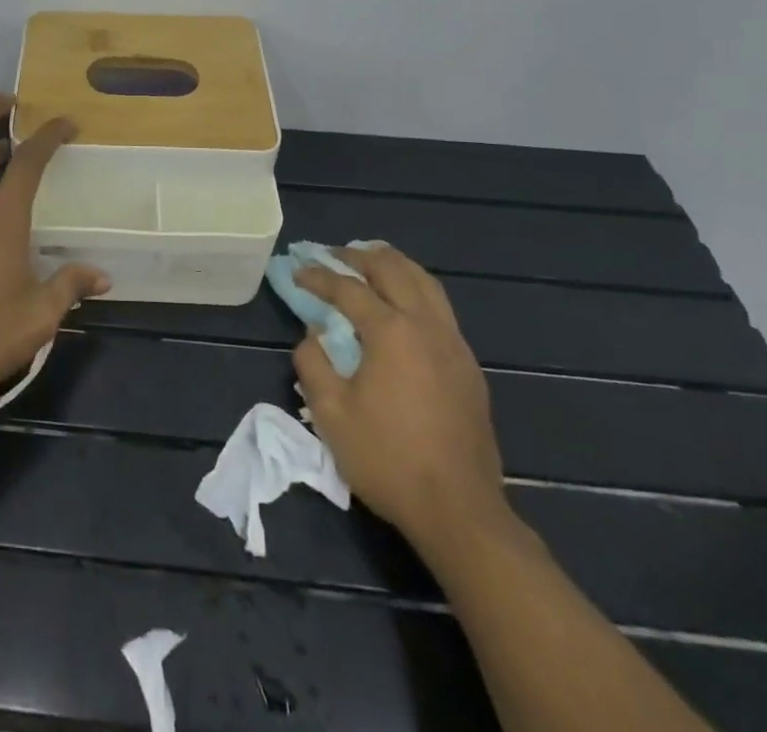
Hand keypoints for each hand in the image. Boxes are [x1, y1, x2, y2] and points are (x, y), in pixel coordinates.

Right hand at [294, 245, 508, 555]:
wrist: (459, 511)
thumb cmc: (387, 459)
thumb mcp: (331, 413)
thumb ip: (314, 363)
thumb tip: (314, 333)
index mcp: (391, 331)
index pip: (348, 288)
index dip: (318, 276)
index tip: (297, 271)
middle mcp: (426, 325)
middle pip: (393, 270)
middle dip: (359, 257)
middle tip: (333, 255)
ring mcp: (454, 344)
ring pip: (425, 282)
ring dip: (394, 266)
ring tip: (370, 263)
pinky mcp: (469, 366)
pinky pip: (441, 308)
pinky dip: (416, 290)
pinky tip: (403, 305)